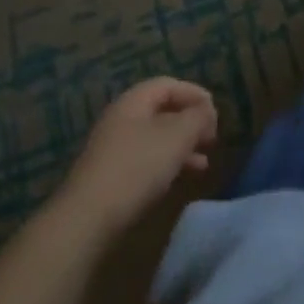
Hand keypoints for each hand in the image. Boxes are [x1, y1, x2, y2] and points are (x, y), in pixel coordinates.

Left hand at [56, 78, 217, 239]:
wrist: (87, 219)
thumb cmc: (137, 167)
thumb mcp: (177, 137)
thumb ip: (197, 117)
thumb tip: (207, 110)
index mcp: (133, 101)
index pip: (168, 84)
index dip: (194, 93)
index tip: (215, 112)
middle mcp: (121, 119)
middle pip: (162, 111)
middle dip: (190, 122)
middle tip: (212, 138)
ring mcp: (113, 149)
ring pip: (156, 138)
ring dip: (182, 146)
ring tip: (204, 163)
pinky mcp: (111, 176)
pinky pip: (146, 159)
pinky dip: (168, 163)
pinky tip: (181, 178)